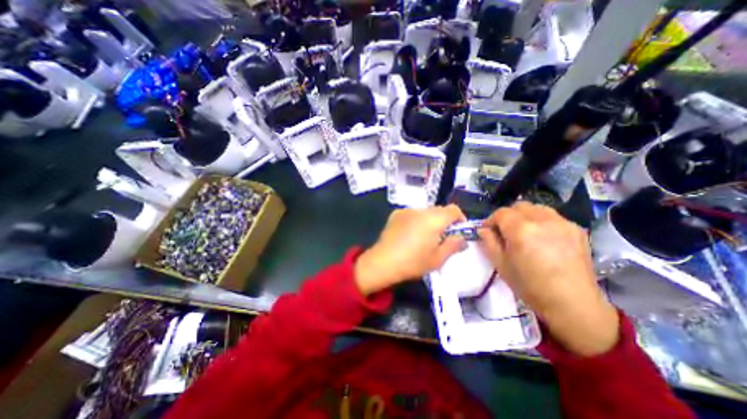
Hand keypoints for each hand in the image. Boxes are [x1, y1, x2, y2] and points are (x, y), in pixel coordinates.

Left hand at [356, 204, 464, 295]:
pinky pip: (412, 214)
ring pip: (425, 212)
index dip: (460, 219)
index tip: (458, 231)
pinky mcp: (396, 214)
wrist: (383, 262)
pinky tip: (409, 235)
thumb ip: (454, 245)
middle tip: (441, 238)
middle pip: (439, 210)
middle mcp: (420, 210)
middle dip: (444, 221)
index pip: (453, 210)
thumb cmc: (413, 262)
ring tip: (424, 238)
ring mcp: (406, 211)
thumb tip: (462, 238)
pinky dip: (416, 221)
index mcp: (434, 219)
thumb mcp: (438, 259)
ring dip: (429, 221)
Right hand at [478, 203, 618, 356]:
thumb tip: (483, 229)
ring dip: (525, 216)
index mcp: (521, 230)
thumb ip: (489, 242)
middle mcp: (542, 220)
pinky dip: (542, 221)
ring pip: (536, 208)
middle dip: (508, 216)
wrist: (572, 303)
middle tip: (505, 231)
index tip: (488, 230)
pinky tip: (543, 238)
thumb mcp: (500, 264)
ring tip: (524, 232)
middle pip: (519, 206)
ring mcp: (562, 223)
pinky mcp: (577, 229)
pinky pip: (552, 217)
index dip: (491, 220)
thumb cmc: (529, 286)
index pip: (500, 213)